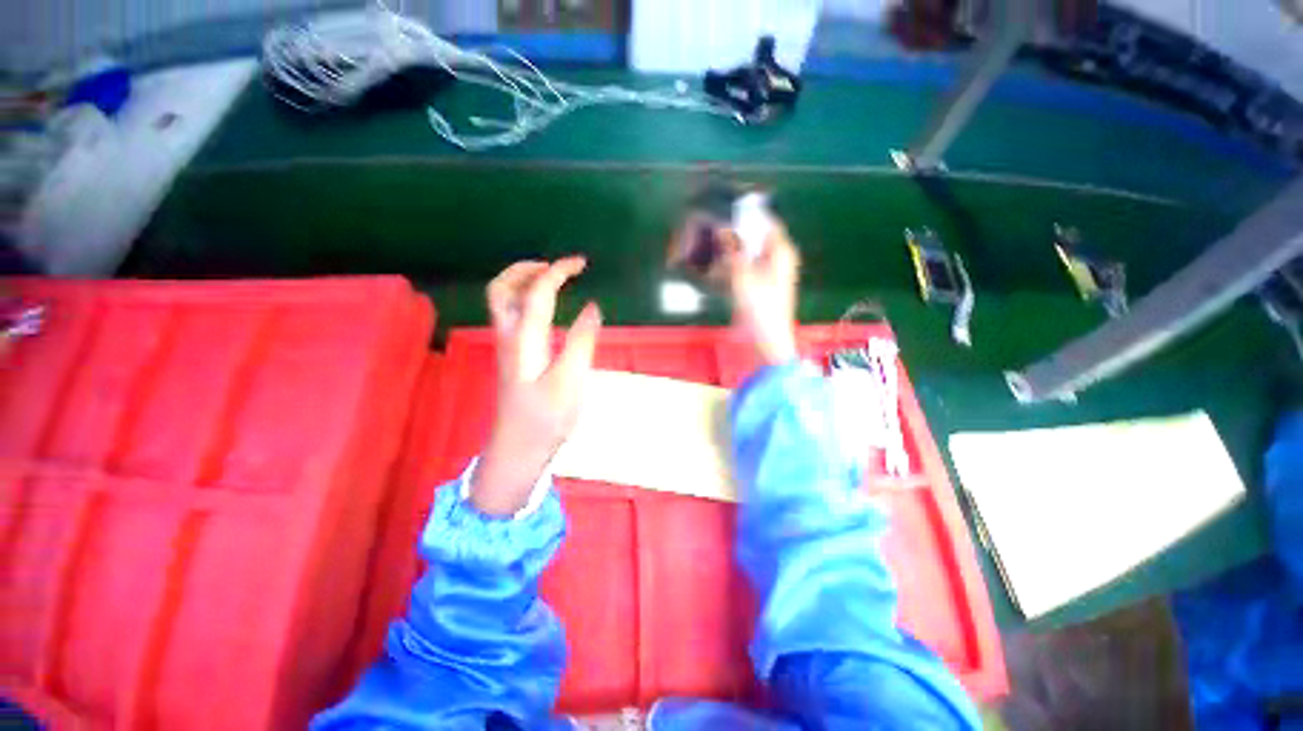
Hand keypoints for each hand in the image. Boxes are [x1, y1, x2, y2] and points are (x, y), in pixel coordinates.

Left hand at [472, 257, 602, 515]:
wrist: (518, 450)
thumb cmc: (546, 419)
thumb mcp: (571, 381)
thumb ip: (582, 341)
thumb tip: (592, 307)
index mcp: (525, 340)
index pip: (537, 292)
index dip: (558, 271)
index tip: (581, 263)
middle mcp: (509, 337)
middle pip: (501, 289)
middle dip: (525, 269)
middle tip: (554, 267)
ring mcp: (507, 348)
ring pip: (503, 303)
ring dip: (524, 283)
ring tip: (552, 281)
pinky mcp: (513, 358)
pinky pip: (512, 317)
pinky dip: (527, 301)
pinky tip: (548, 311)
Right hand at [724, 222, 800, 365]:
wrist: (769, 338)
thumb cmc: (760, 306)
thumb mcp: (743, 276)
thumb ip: (733, 251)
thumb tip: (723, 228)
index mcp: (782, 251)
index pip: (767, 222)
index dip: (749, 215)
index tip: (728, 210)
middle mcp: (781, 258)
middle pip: (759, 237)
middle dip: (738, 234)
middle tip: (716, 231)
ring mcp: (774, 272)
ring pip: (753, 253)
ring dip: (736, 251)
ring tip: (715, 249)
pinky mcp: (766, 285)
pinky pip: (751, 267)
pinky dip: (738, 265)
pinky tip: (722, 269)